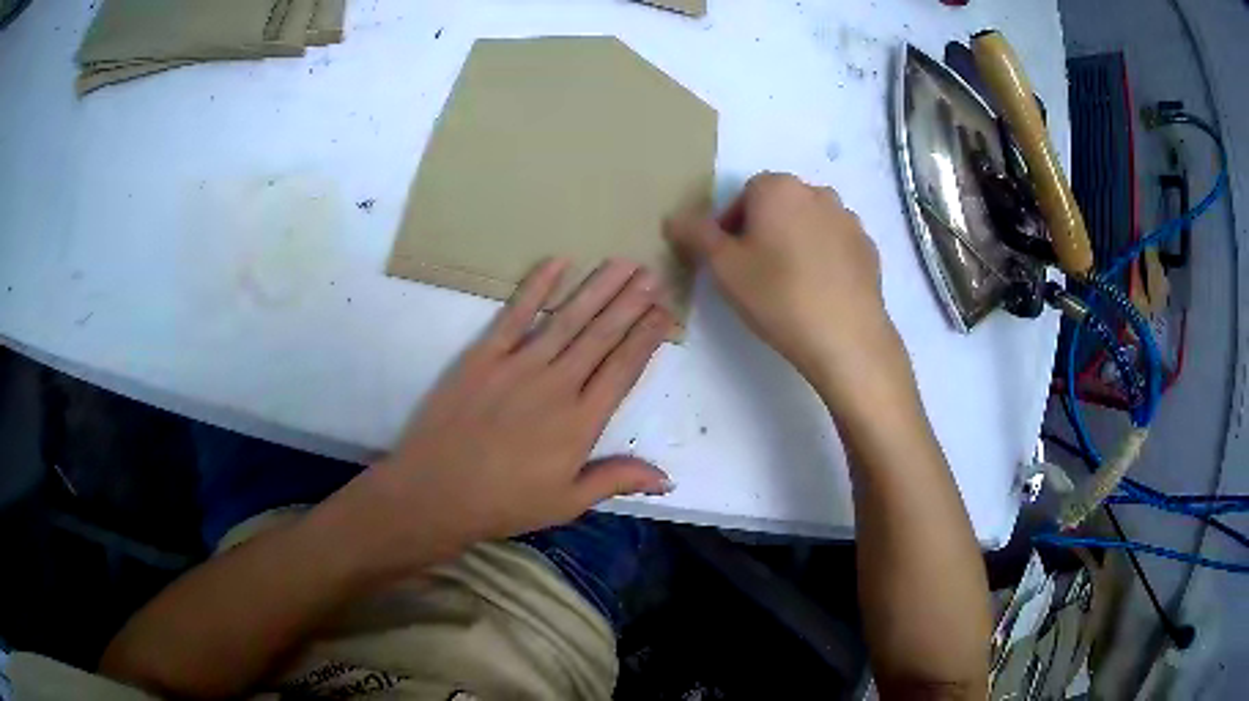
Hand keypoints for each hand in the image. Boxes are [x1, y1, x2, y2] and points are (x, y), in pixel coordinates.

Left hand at [324, 258, 674, 580]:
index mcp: (580, 422)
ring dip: (598, 288)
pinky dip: (536, 286)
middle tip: (653, 273)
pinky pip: (515, 314)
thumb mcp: (567, 502)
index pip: (623, 369)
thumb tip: (668, 478)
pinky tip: (558, 261)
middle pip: (602, 335)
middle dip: (630, 302)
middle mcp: (557, 384)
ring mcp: (518, 365)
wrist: (436, 492)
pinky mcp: (483, 356)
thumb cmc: (504, 503)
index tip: (665, 311)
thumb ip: (616, 480)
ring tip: (623, 263)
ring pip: (568, 318)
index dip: (647, 337)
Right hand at [665, 173, 907, 406]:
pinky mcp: (869, 248)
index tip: (729, 260)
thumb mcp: (724, 267)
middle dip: (764, 230)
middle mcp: (818, 192)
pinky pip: (835, 244)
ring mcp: (849, 220)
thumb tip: (673, 218)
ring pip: (809, 223)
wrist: (846, 338)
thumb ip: (696, 235)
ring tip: (790, 284)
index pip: (744, 194)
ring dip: (795, 242)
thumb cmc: (778, 296)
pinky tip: (818, 291)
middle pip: (779, 205)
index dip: (731, 226)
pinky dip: (823, 258)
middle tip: (756, 272)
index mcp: (779, 187)